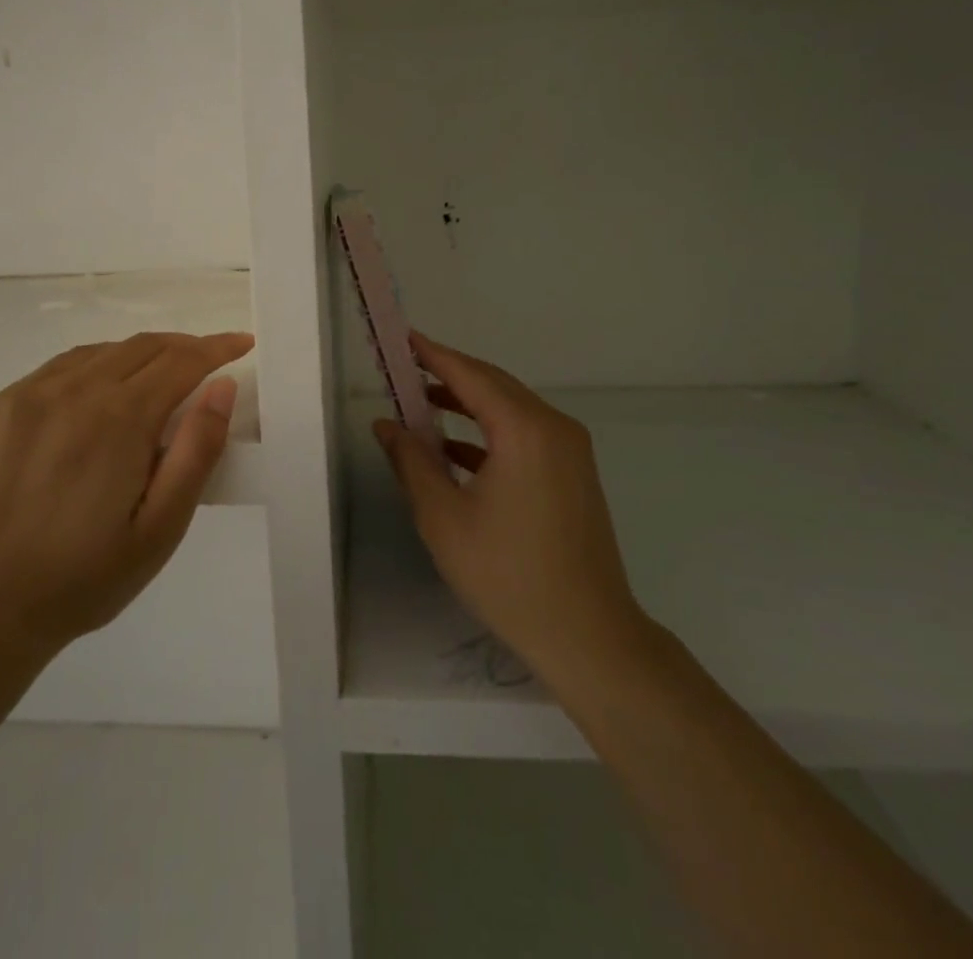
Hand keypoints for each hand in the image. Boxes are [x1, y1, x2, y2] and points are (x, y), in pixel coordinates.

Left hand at [0, 331, 251, 662]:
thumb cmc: (86, 577)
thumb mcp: (161, 528)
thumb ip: (196, 450)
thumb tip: (222, 386)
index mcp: (118, 417)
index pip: (181, 361)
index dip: (217, 348)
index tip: (241, 342)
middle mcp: (69, 390)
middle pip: (140, 347)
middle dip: (181, 347)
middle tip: (204, 361)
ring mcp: (21, 396)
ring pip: (94, 354)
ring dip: (132, 358)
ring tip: (150, 380)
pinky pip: (48, 374)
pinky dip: (83, 375)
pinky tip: (86, 405)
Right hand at [374, 333, 653, 694]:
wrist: (587, 635)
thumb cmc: (507, 575)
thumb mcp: (443, 517)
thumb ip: (411, 461)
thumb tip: (386, 424)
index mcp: (524, 430)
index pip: (470, 375)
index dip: (433, 354)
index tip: (403, 338)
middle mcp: (553, 427)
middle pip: (493, 385)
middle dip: (448, 374)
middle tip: (405, 369)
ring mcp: (570, 450)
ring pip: (510, 408)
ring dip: (467, 403)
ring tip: (421, 403)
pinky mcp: (573, 472)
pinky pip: (525, 434)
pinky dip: (489, 432)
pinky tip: (455, 449)